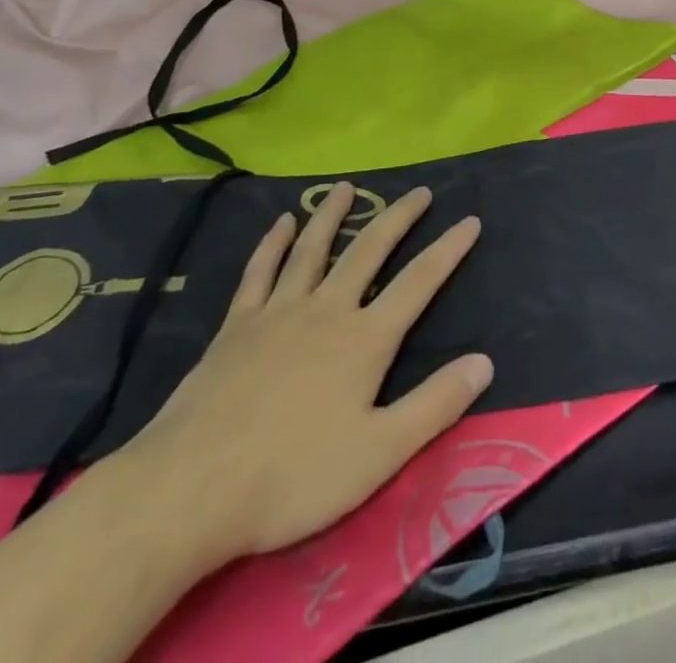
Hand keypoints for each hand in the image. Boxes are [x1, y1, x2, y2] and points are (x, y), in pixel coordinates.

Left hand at [107, 181, 491, 568]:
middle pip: (369, 250)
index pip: (419, 282)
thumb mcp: (378, 454)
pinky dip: (273, 244)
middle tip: (419, 192)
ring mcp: (278, 312)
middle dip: (398, 218)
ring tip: (346, 187)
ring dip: (333, 215)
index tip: (470, 220)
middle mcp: (326, 310)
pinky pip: (260, 272)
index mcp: (364, 339)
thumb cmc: (292, 477)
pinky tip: (282, 223)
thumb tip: (485, 362)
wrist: (191, 489)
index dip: (449, 249)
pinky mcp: (237, 326)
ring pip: (313, 249)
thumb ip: (434, 405)